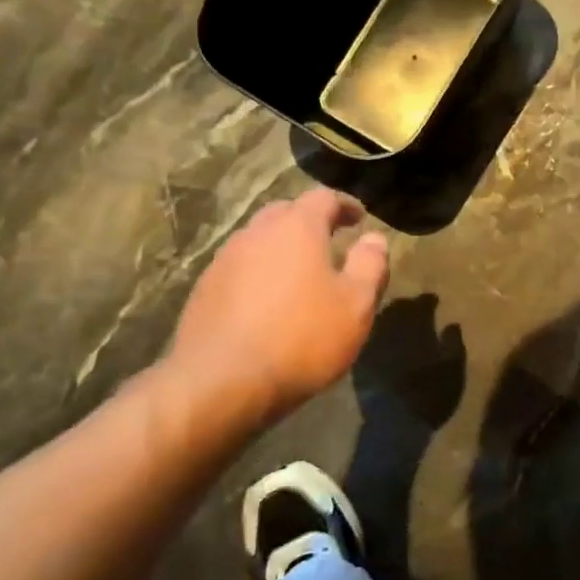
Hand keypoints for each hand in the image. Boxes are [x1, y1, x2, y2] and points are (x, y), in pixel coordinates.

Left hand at [157, 189, 389, 448]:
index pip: (323, 198)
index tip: (359, 218)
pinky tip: (268, 302)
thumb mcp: (355, 305)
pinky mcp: (204, 290)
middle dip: (309, 221)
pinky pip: (239, 268)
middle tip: (330, 240)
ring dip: (281, 248)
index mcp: (297, 228)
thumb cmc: (302, 338)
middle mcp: (257, 233)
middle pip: (285, 212)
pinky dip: (259, 273)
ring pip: (258, 240)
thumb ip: (370, 266)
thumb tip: (374, 238)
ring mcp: (224, 260)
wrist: (220, 382)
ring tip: (300, 273)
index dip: (344, 204)